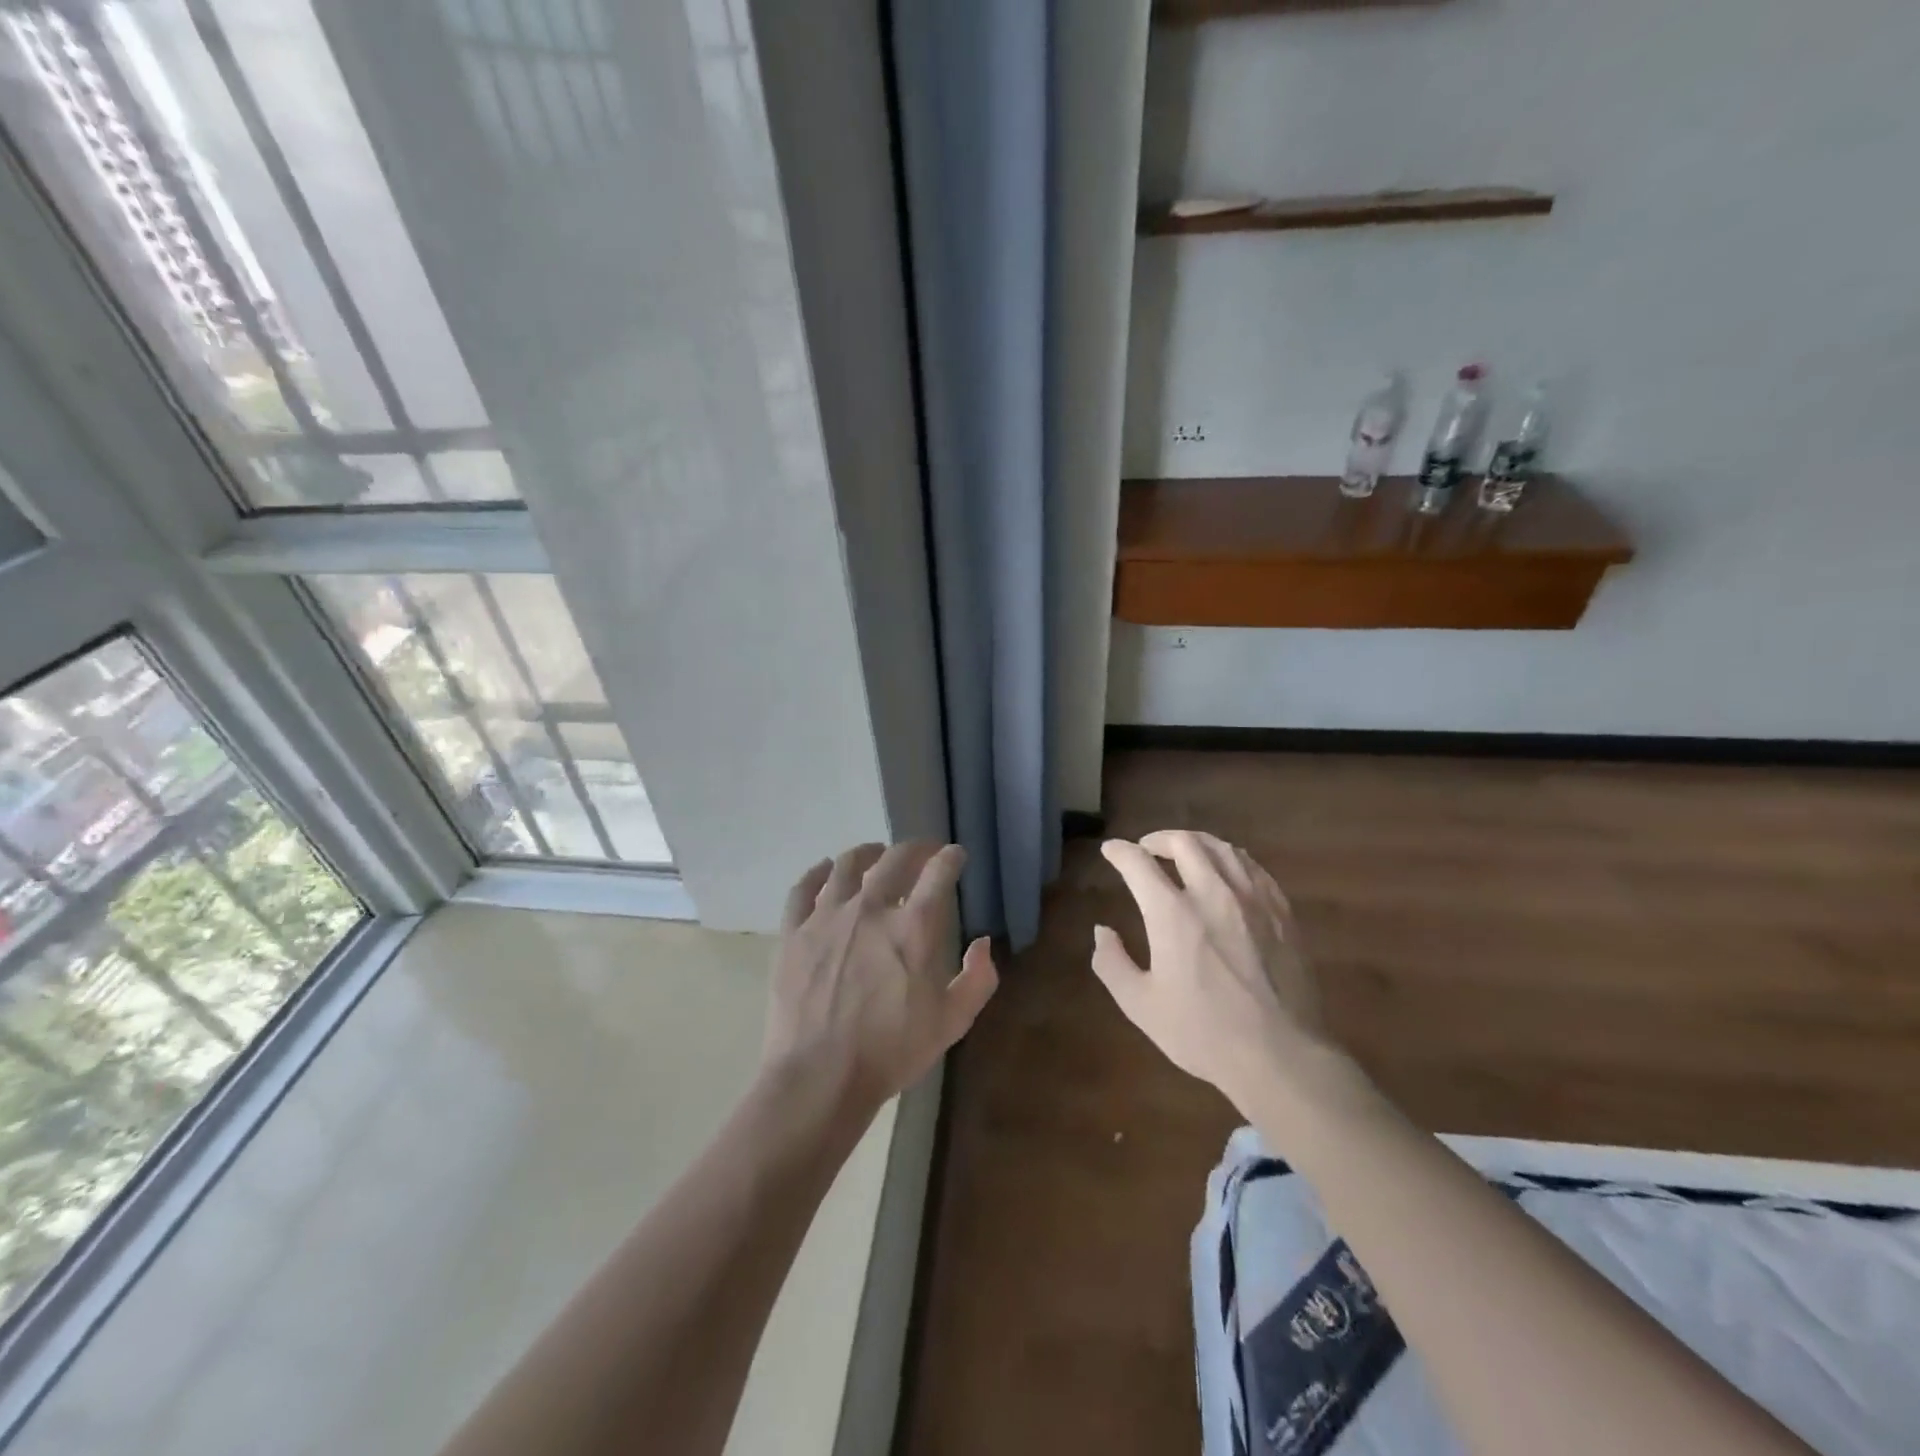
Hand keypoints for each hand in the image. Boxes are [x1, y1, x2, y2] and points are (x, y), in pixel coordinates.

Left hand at [764, 841, 998, 1120]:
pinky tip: (825, 869)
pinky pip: (803, 888)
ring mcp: (827, 917)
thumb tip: (983, 943)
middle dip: (914, 849)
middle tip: (921, 852)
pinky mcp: (794, 932)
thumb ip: (977, 980)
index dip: (950, 858)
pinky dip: (818, 872)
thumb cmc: (891, 1053)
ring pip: (847, 865)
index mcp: (913, 928)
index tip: (955, 855)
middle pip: (894, 859)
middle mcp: (871, 909)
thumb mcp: (951, 1024)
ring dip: (867, 853)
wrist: (819, 1077)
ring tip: (875, 855)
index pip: (938, 873)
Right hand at [1092, 830, 1336, 1116]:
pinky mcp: (1281, 911)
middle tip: (1147, 849)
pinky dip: (1230, 859)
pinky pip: (1253, 867)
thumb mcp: (1141, 1005)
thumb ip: (1112, 963)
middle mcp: (1212, 894)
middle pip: (1184, 842)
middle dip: (1158, 839)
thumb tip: (1102, 930)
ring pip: (1222, 848)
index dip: (1119, 851)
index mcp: (1173, 915)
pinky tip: (1226, 871)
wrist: (1281, 1056)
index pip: (1138, 863)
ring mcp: (1252, 900)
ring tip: (1185, 852)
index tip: (1111, 851)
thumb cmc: (1204, 1033)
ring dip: (1195, 843)